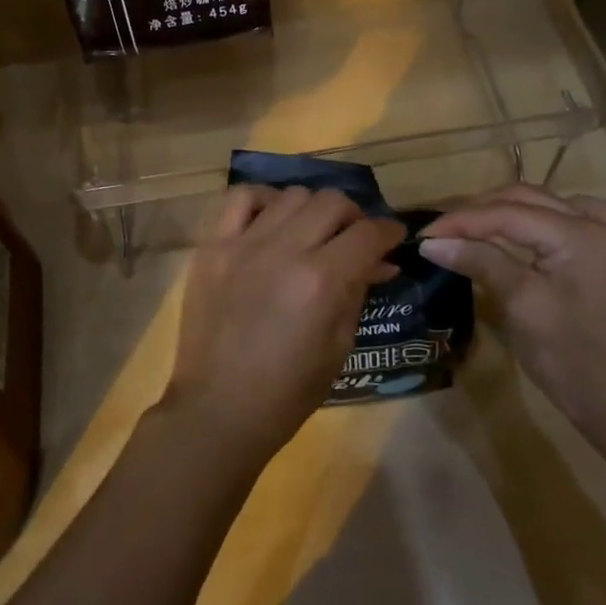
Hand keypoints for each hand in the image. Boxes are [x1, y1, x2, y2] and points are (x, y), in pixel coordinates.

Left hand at [163, 186, 404, 468]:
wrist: (218, 409)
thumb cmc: (287, 392)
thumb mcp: (338, 346)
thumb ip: (358, 292)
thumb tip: (381, 262)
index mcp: (321, 281)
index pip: (368, 233)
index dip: (389, 232)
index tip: (393, 238)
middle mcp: (284, 250)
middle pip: (331, 202)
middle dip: (353, 216)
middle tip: (353, 237)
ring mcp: (243, 243)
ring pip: (291, 195)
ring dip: (311, 209)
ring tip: (311, 230)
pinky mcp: (212, 246)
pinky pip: (240, 198)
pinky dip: (263, 200)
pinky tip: (271, 219)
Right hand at [419, 184, 605, 444]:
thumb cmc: (574, 360)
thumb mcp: (522, 306)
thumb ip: (480, 262)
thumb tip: (431, 242)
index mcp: (581, 234)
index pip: (507, 213)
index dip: (461, 221)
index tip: (423, 235)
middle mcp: (597, 224)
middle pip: (524, 199)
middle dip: (478, 211)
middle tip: (439, 231)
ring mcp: (605, 238)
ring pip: (542, 204)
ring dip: (502, 211)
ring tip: (466, 228)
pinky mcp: (603, 255)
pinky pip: (565, 218)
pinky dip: (536, 217)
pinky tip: (523, 229)